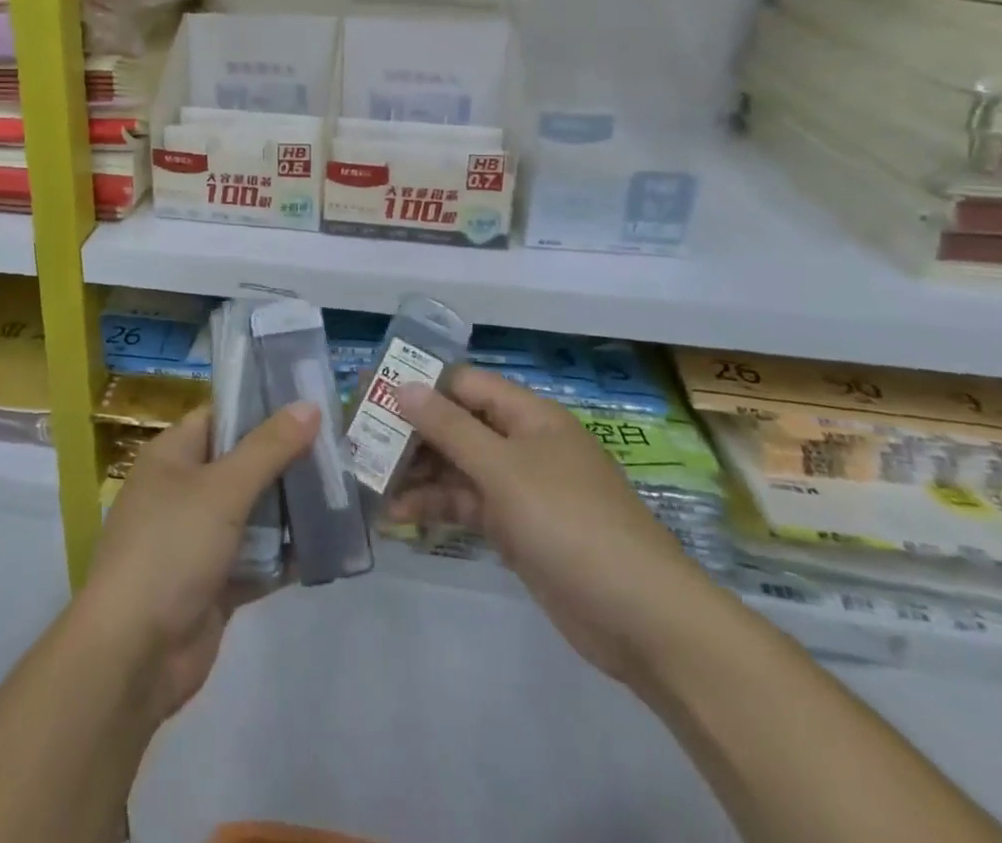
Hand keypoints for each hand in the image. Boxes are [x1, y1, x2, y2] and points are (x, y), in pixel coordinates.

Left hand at [75, 401, 320, 721]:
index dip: (262, 408)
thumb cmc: (171, 549)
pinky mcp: (214, 584)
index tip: (311, 405)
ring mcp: (198, 540)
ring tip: (345, 493)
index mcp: (173, 456)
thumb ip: (269, 448)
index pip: (221, 417)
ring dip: (291, 509)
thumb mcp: (222, 490)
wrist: (133, 654)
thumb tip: (309, 405)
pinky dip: (286, 556)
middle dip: (287, 461)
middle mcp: (184, 491)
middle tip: (339, 451)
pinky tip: (328, 548)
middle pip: (242, 464)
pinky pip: (257, 559)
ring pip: (253, 513)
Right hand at [388, 366, 714, 684]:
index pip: (462, 384)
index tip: (369, 390)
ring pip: (455, 467)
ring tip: (369, 482)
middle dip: (409, 432)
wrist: (642, 619)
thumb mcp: (504, 469)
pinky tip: (398, 517)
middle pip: (455, 425)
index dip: (416, 383)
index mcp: (528, 416)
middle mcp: (521, 444)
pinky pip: (465, 504)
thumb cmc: (571, 523)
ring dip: (415, 473)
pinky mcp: (515, 528)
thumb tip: (403, 386)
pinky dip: (434, 507)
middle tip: (359, 439)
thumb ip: (449, 427)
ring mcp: (518, 488)